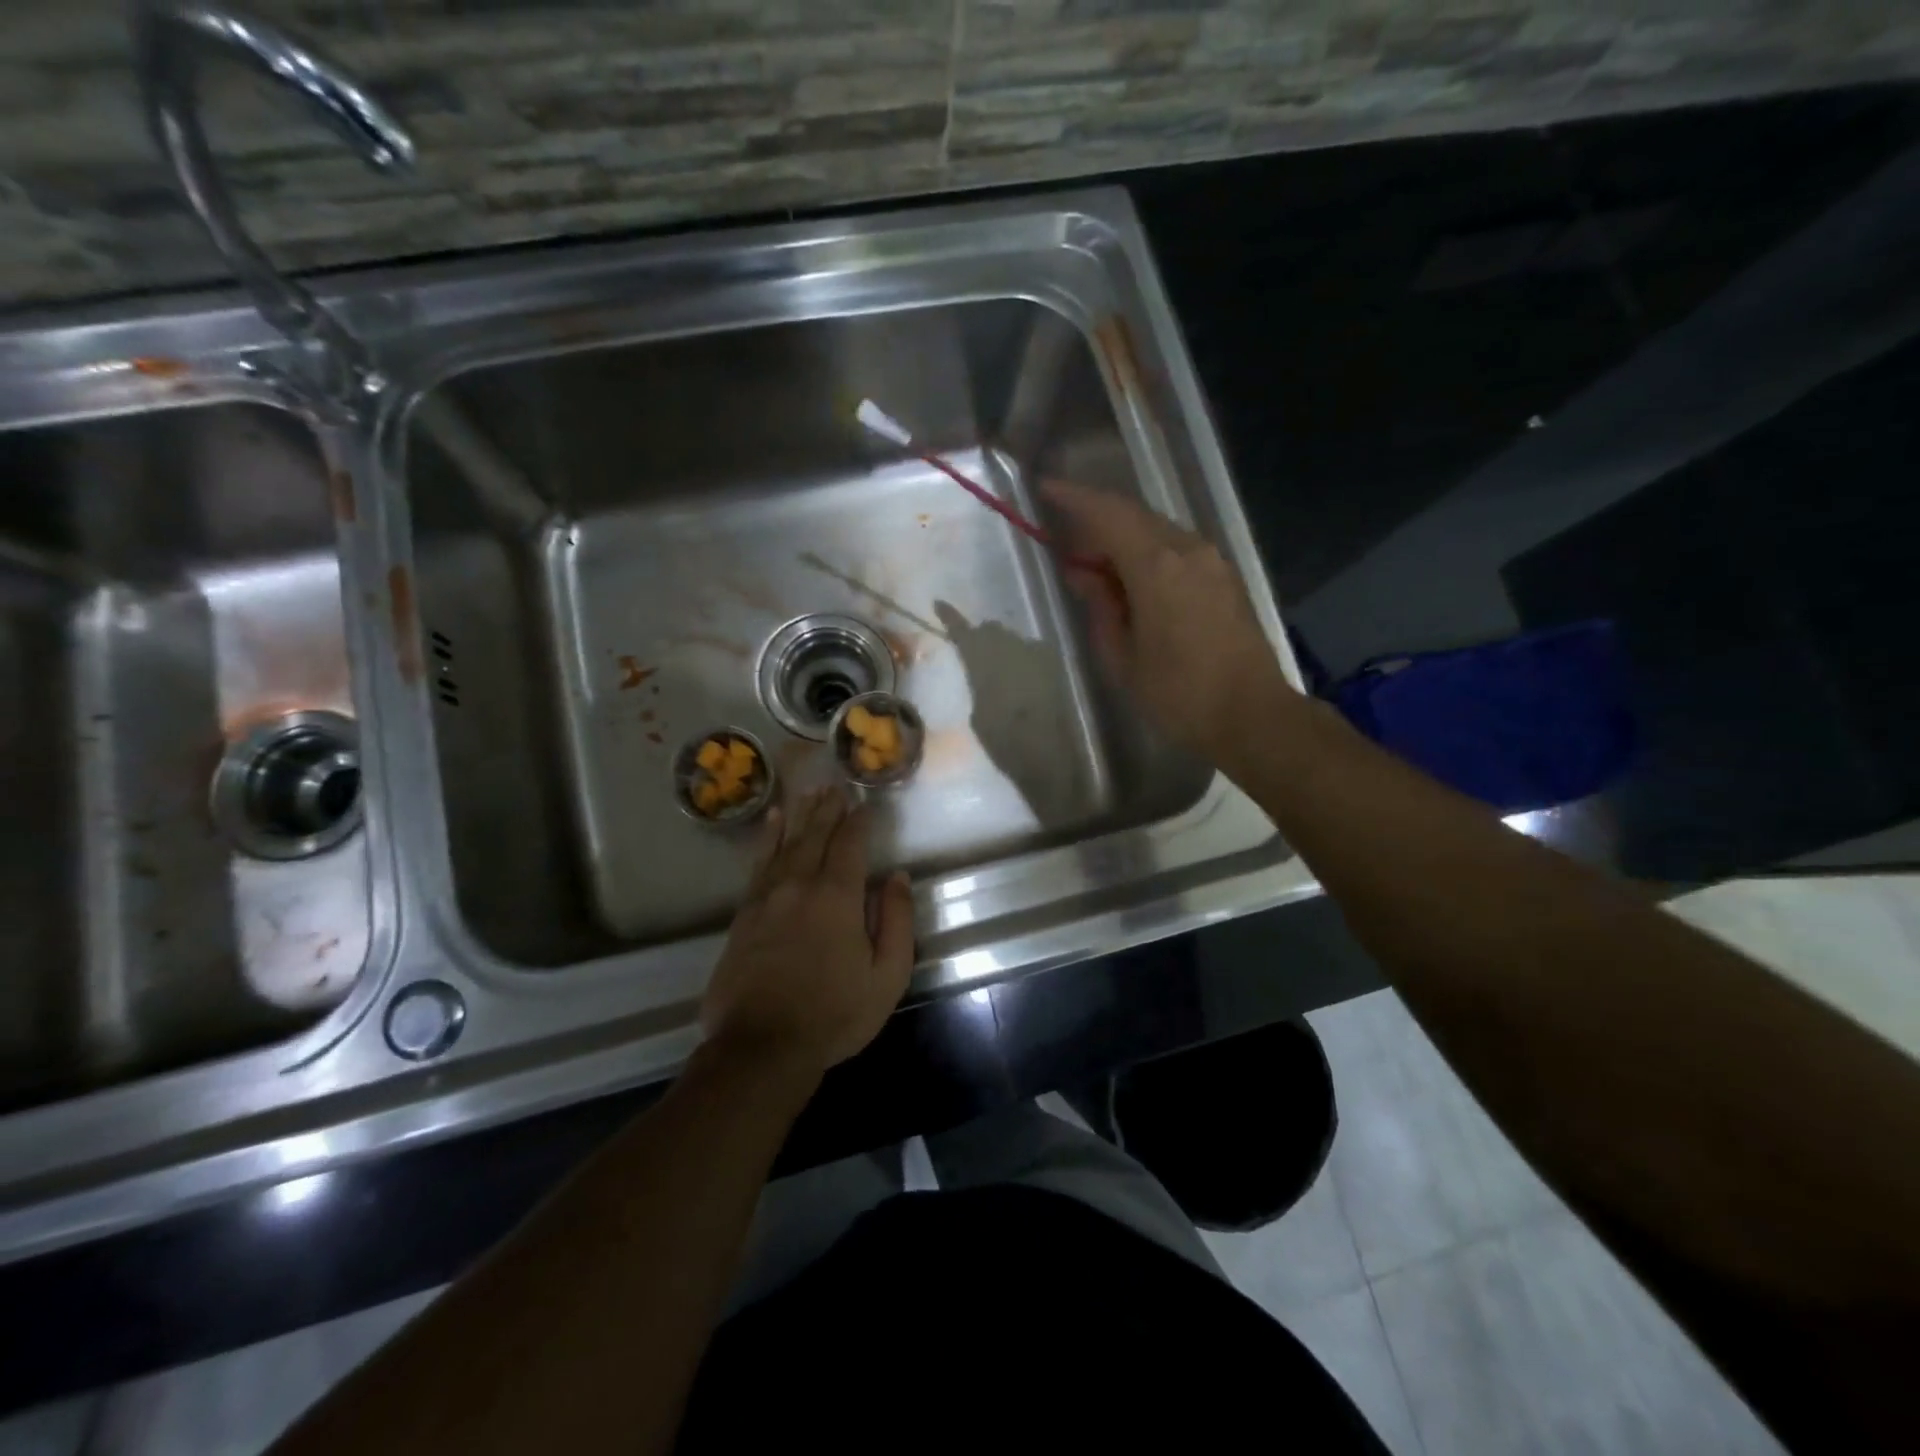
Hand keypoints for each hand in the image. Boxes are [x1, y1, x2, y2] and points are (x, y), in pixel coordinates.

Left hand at [700, 787, 914, 1076]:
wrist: (761, 1046)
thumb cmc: (834, 1014)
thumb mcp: (886, 976)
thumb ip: (897, 921)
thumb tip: (897, 877)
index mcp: (837, 897)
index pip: (850, 845)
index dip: (859, 821)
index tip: (865, 802)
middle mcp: (799, 885)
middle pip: (815, 835)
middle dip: (829, 809)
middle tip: (836, 785)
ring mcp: (766, 897)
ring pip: (785, 843)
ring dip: (800, 815)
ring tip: (809, 791)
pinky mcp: (744, 914)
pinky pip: (759, 863)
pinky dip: (767, 838)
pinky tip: (771, 822)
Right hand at [1044, 479, 1296, 764]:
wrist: (1252, 716)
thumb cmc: (1178, 694)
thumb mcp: (1122, 657)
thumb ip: (1100, 606)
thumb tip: (1083, 573)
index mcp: (1157, 566)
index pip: (1108, 514)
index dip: (1074, 498)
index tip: (1044, 488)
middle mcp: (1188, 550)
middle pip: (1134, 516)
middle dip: (1096, 521)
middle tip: (1065, 543)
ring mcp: (1212, 561)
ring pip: (1157, 531)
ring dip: (1122, 538)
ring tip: (1095, 567)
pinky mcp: (1224, 578)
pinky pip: (1176, 550)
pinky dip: (1146, 553)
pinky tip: (1131, 580)